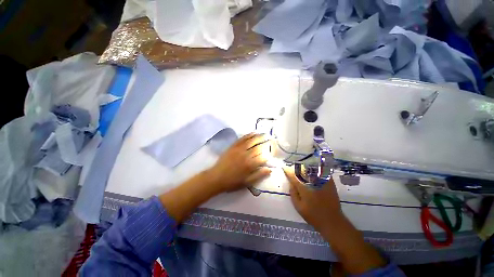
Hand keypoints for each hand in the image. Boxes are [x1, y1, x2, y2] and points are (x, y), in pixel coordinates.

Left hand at [207, 133, 271, 192]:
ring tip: (265, 133)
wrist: (216, 177)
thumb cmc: (232, 182)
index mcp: (250, 165)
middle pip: (259, 147)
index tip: (273, 152)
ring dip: (259, 136)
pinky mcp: (233, 146)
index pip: (263, 157)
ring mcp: (239, 149)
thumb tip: (270, 169)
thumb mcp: (247, 182)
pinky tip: (253, 133)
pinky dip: (248, 135)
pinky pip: (242, 139)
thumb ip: (259, 175)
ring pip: (251, 141)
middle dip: (266, 143)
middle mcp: (246, 155)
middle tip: (272, 139)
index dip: (269, 154)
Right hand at [284, 166, 342, 230]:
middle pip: (302, 170)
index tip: (284, 168)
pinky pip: (322, 171)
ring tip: (301, 165)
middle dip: (296, 167)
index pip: (293, 176)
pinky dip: (317, 168)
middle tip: (293, 167)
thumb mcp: (298, 207)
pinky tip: (314, 168)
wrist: (332, 221)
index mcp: (304, 188)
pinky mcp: (329, 182)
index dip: (288, 171)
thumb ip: (293, 194)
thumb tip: (291, 183)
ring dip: (305, 166)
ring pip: (312, 169)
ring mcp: (322, 181)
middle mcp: (312, 182)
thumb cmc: (313, 215)